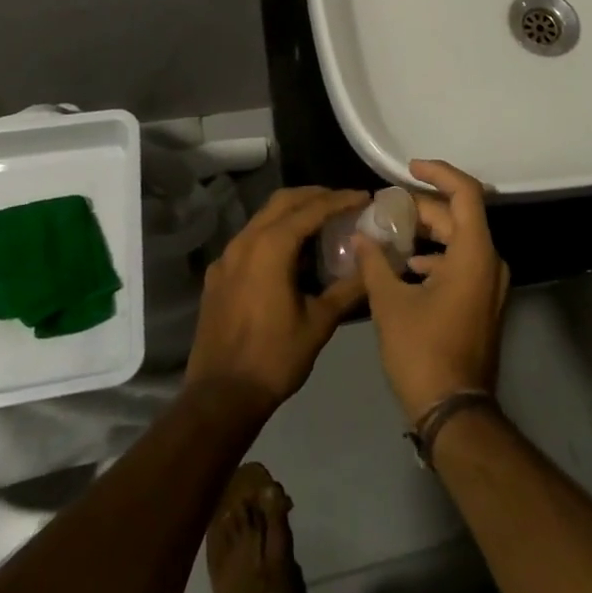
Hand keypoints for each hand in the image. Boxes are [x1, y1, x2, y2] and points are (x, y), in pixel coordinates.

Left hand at [186, 186, 370, 415]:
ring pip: (263, 217)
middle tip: (344, 202)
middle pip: (284, 201)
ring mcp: (226, 257)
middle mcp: (245, 241)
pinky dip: (273, 233)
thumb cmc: (274, 357)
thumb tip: (374, 263)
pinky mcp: (217, 274)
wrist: (220, 396)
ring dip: (293, 212)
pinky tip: (288, 255)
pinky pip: (249, 239)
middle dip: (315, 196)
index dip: (341, 199)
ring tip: (321, 223)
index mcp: (271, 246)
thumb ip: (348, 288)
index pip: (312, 208)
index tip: (364, 197)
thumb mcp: (319, 322)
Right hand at [355, 160, 509, 422]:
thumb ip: (375, 263)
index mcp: (474, 253)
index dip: (438, 173)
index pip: (465, 192)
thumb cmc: (423, 352)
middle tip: (385, 207)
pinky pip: (462, 262)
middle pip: (458, 216)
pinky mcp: (483, 302)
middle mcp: (490, 261)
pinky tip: (406, 266)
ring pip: (459, 240)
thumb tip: (361, 236)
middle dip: (422, 207)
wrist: (455, 413)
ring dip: (427, 232)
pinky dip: (435, 256)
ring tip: (390, 232)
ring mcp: (490, 284)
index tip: (408, 168)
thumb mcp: (390, 304)